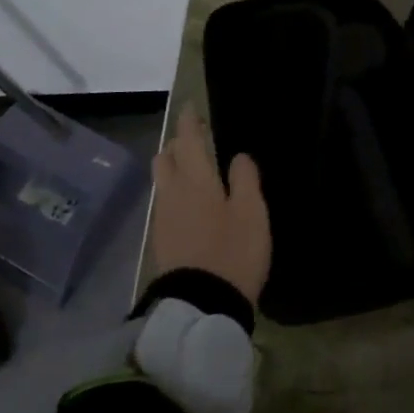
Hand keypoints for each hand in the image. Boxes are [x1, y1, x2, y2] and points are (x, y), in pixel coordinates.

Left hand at [148, 107, 270, 306]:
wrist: (202, 305)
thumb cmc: (233, 252)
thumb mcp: (252, 213)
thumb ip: (245, 180)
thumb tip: (238, 156)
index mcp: (196, 181)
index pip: (189, 140)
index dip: (189, 122)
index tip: (191, 107)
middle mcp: (173, 193)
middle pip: (166, 157)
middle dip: (178, 143)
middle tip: (197, 139)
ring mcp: (163, 217)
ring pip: (163, 179)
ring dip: (175, 167)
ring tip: (195, 169)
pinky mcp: (162, 239)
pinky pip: (165, 201)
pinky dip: (175, 190)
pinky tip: (191, 201)